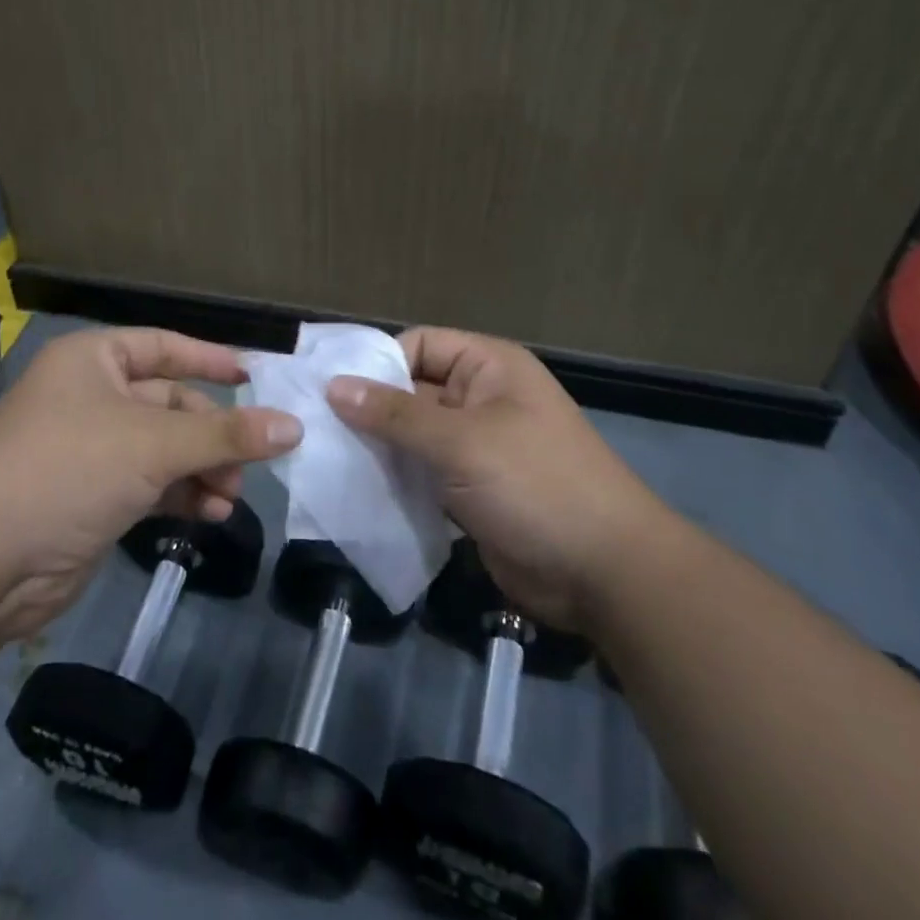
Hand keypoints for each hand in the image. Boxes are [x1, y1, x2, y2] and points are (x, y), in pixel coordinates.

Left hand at [0, 328, 300, 642]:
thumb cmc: (67, 470)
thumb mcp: (154, 444)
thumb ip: (226, 434)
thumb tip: (294, 426)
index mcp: (93, 360)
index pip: (164, 346)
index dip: (210, 358)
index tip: (256, 376)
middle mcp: (89, 397)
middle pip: (169, 404)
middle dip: (212, 434)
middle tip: (251, 463)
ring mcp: (88, 450)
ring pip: (163, 449)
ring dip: (202, 470)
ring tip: (232, 498)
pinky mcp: (90, 498)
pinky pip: (149, 484)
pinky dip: (181, 495)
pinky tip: (211, 515)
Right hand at [327, 327, 656, 637]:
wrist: (604, 573)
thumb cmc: (535, 485)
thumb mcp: (462, 442)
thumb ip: (395, 415)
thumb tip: (334, 387)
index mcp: (487, 367)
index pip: (418, 346)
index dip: (377, 364)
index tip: (330, 392)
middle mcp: (479, 399)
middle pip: (411, 392)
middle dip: (369, 410)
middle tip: (315, 430)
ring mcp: (475, 447)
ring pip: (412, 437)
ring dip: (378, 449)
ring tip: (328, 461)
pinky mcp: (469, 490)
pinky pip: (422, 474)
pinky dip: (395, 480)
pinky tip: (357, 492)